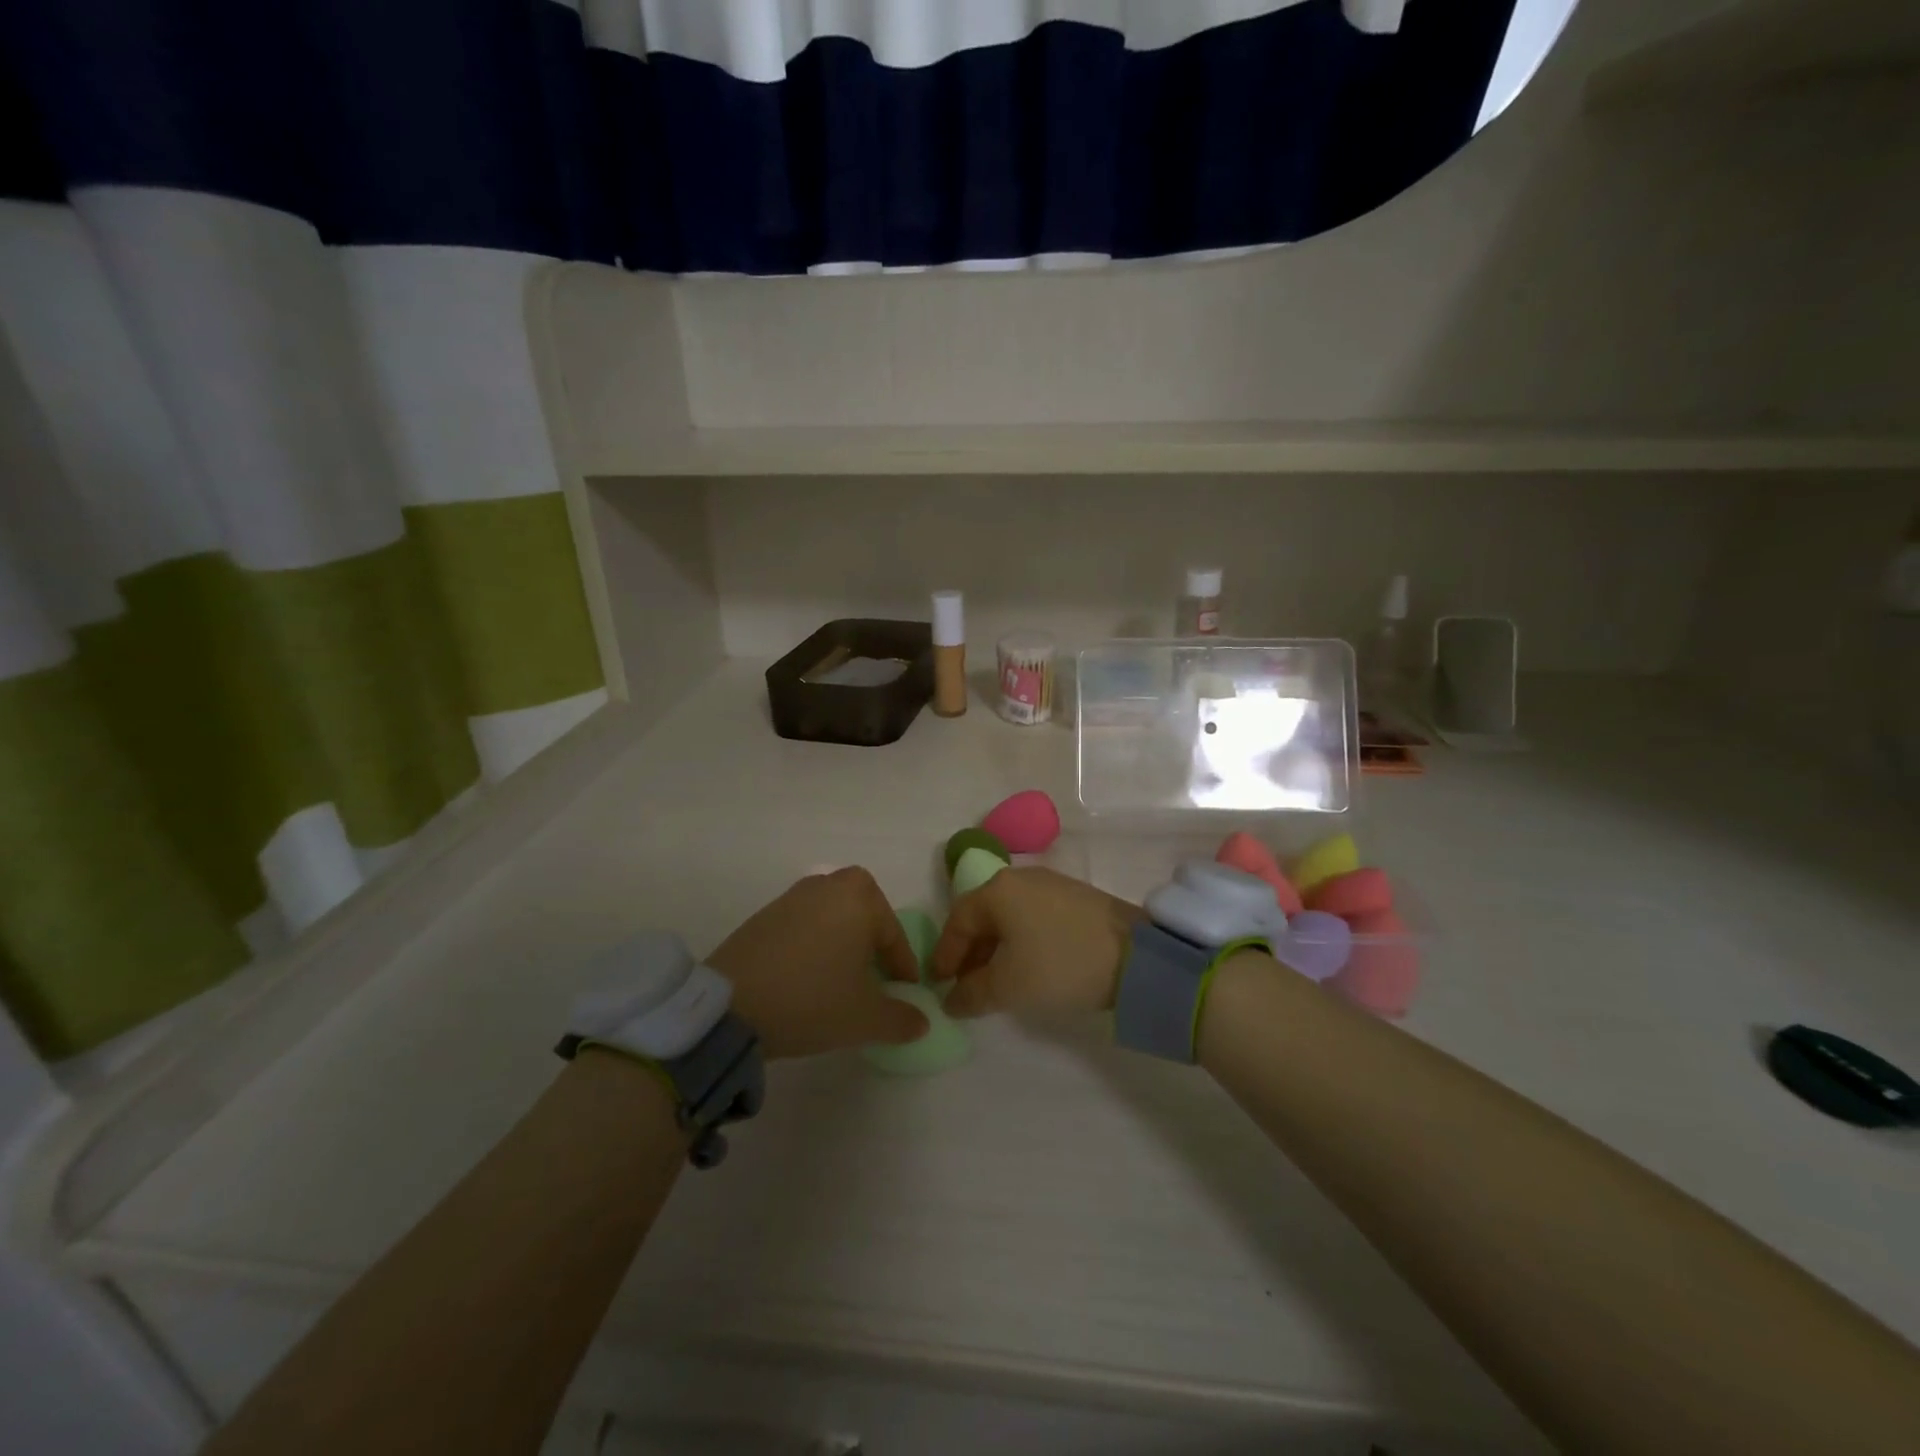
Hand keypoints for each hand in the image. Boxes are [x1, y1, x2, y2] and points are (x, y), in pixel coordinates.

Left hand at [706, 868, 926, 1058]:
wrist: (729, 1006)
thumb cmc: (811, 1000)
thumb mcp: (865, 1019)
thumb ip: (902, 1019)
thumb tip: (922, 1022)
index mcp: (860, 897)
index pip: (894, 936)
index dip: (903, 970)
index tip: (905, 996)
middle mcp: (828, 885)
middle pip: (864, 918)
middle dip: (872, 947)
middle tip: (873, 982)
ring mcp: (792, 896)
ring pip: (833, 920)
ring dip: (842, 946)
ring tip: (839, 984)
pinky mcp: (764, 914)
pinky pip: (804, 926)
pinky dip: (813, 947)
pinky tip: (806, 979)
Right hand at [930, 867, 1140, 1017]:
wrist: (1137, 955)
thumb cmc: (1059, 964)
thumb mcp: (1008, 986)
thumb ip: (972, 993)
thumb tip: (951, 1000)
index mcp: (997, 890)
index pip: (958, 920)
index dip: (945, 954)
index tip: (938, 983)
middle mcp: (1020, 878)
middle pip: (983, 915)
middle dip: (970, 952)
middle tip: (965, 984)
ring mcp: (1051, 884)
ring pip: (1009, 916)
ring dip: (996, 948)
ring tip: (995, 979)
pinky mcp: (1075, 897)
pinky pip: (1032, 916)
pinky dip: (1021, 940)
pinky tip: (1028, 964)